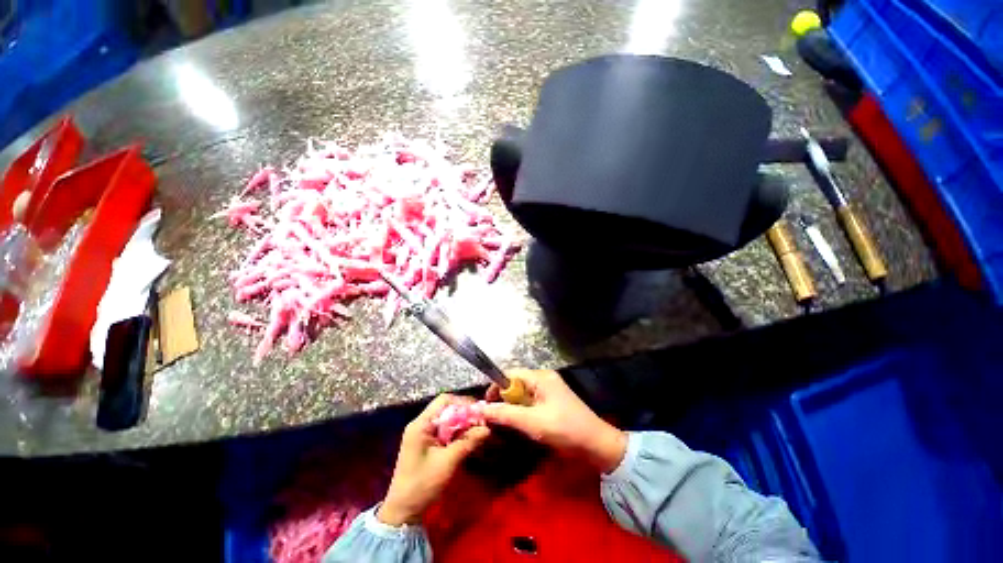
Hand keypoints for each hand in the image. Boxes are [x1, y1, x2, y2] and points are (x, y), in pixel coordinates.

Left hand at [377, 394, 490, 525]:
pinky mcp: (426, 442)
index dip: (463, 403)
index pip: (444, 401)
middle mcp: (421, 423)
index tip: (479, 412)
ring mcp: (423, 433)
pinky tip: (467, 438)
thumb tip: (487, 429)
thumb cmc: (422, 485)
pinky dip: (457, 431)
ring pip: (447, 418)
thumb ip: (467, 442)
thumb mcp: (447, 463)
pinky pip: (444, 429)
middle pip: (446, 407)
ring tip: (477, 429)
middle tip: (481, 421)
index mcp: (421, 424)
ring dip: (462, 422)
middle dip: (464, 413)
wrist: (403, 511)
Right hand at [483, 369, 626, 472]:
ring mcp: (550, 389)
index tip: (486, 406)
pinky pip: (531, 401)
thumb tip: (481, 409)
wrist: (598, 446)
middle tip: (495, 418)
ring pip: (523, 393)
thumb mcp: (533, 423)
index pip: (510, 374)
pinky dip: (523, 410)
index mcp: (541, 377)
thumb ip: (506, 414)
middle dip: (504, 398)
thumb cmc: (565, 430)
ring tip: (505, 422)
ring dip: (513, 406)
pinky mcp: (553, 401)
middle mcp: (544, 378)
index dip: (496, 387)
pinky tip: (520, 424)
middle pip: (516, 383)